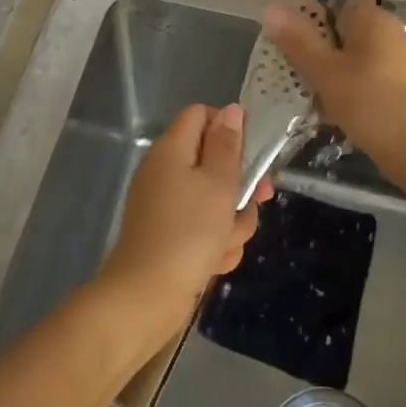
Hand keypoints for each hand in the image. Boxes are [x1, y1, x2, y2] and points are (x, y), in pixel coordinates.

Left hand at [95, 103, 271, 352]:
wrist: (146, 296)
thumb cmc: (188, 232)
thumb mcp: (218, 183)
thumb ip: (228, 145)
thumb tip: (232, 110)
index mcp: (172, 149)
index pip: (201, 115)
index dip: (229, 127)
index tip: (252, 151)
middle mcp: (166, 171)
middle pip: (214, 161)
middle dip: (240, 185)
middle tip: (260, 199)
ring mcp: (166, 205)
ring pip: (215, 201)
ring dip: (231, 222)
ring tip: (226, 242)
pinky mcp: (170, 236)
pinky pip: (204, 229)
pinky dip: (214, 243)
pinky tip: (214, 262)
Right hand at [264, 0, 405, 173]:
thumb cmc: (372, 104)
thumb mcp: (326, 72)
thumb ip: (298, 41)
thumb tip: (271, 8)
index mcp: (371, 18)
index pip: (331, 4)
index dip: (304, 21)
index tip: (285, 47)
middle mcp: (387, 32)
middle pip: (338, 33)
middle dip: (313, 54)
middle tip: (291, 77)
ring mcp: (396, 61)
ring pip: (349, 60)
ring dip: (327, 77)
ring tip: (308, 99)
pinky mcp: (399, 88)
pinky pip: (363, 80)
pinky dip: (345, 93)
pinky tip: (331, 115)